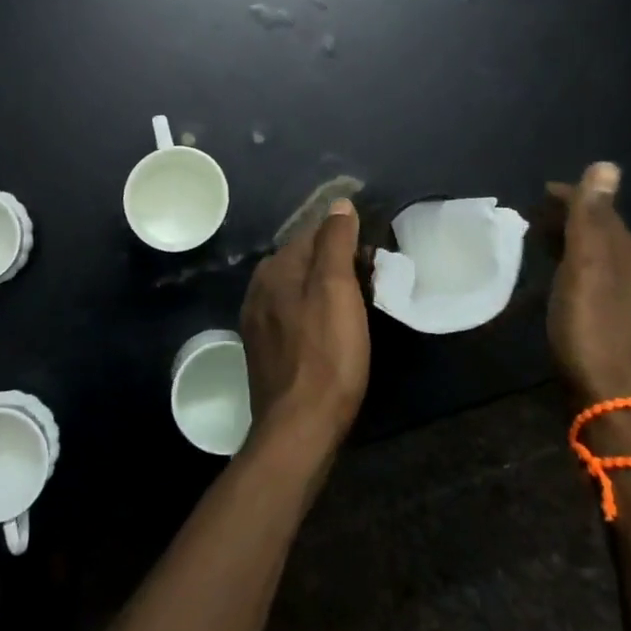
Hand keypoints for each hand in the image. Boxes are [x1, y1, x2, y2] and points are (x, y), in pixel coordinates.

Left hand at [239, 200, 369, 459]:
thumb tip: (339, 204)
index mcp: (274, 267)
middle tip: (370, 282)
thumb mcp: (337, 289)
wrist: (299, 427)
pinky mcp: (264, 349)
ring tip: (356, 306)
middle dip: (333, 264)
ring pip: (296, 289)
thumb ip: (335, 242)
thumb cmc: (326, 354)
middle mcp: (259, 287)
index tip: (372, 256)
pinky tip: (329, 331)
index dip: (344, 239)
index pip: (312, 234)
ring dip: (324, 289)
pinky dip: (312, 314)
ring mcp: (258, 320)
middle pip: (302, 261)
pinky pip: (291, 315)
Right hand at [546, 163, 630, 408]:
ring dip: (577, 246)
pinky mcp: (624, 333)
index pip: (605, 213)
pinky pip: (601, 285)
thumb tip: (607, 165)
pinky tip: (565, 283)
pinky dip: (580, 271)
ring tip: (545, 243)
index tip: (541, 191)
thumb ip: (592, 218)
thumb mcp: (586, 267)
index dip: (575, 197)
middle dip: (575, 220)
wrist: (611, 403)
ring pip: (605, 262)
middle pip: (607, 237)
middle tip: (536, 215)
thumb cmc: (591, 329)